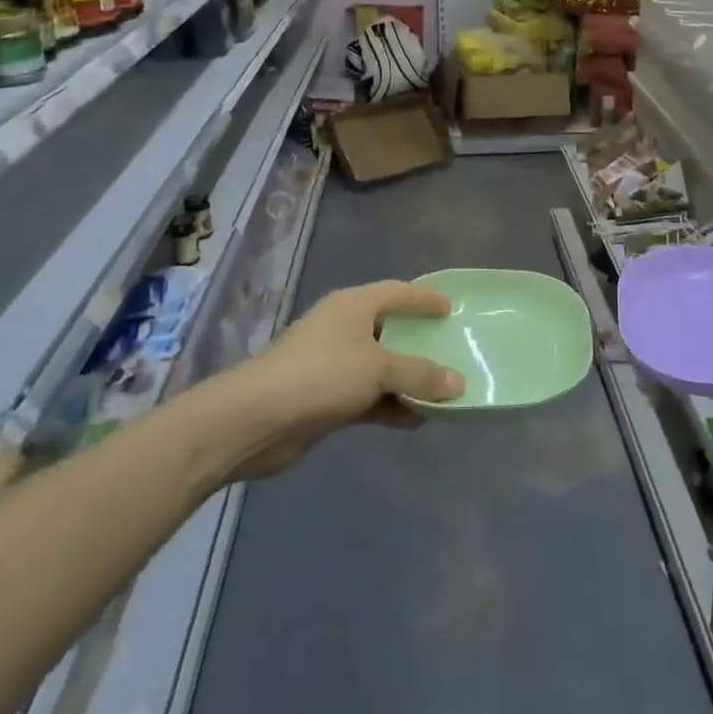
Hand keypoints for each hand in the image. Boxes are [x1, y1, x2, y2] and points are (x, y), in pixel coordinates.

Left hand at [207, 280, 464, 480]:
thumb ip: (420, 373)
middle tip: (454, 348)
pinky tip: (416, 419)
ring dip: (408, 380)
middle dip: (421, 342)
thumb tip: (459, 382)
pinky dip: (391, 405)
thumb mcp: (379, 368)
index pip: (397, 292)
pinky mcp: (326, 399)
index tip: (451, 307)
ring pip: (381, 367)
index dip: (424, 298)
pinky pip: (369, 397)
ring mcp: (333, 365)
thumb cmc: (321, 375)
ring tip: (444, 390)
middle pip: (391, 329)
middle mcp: (343, 329)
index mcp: (354, 306)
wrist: (254, 421)